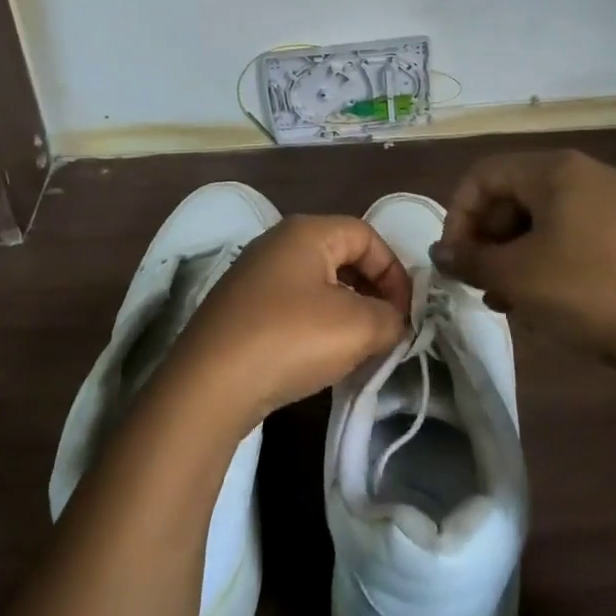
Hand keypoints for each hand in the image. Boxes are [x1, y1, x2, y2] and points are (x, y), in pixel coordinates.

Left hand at [169, 215, 411, 430]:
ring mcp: (253, 275)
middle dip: (371, 291)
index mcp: (306, 232)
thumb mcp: (357, 327)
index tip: (405, 314)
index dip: (394, 272)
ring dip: (346, 311)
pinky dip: (316, 324)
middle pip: (341, 256)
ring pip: (317, 283)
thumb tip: (395, 321)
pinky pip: (292, 305)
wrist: (210, 384)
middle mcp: (276, 243)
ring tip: (358, 347)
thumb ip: (390, 318)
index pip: (367, 235)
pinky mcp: (240, 308)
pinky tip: (320, 356)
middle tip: (386, 329)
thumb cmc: (290, 338)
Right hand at [431, 149, 615, 367]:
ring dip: (513, 254)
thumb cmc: (589, 292)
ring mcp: (615, 203)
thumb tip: (439, 253)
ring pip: (542, 219)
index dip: (458, 215)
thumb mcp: (517, 276)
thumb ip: (470, 259)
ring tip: (503, 298)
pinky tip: (539, 299)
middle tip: (478, 280)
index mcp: (557, 169)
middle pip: (514, 194)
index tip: (454, 260)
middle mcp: (587, 173)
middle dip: (487, 237)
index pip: (485, 175)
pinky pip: (572, 234)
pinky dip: (546, 259)